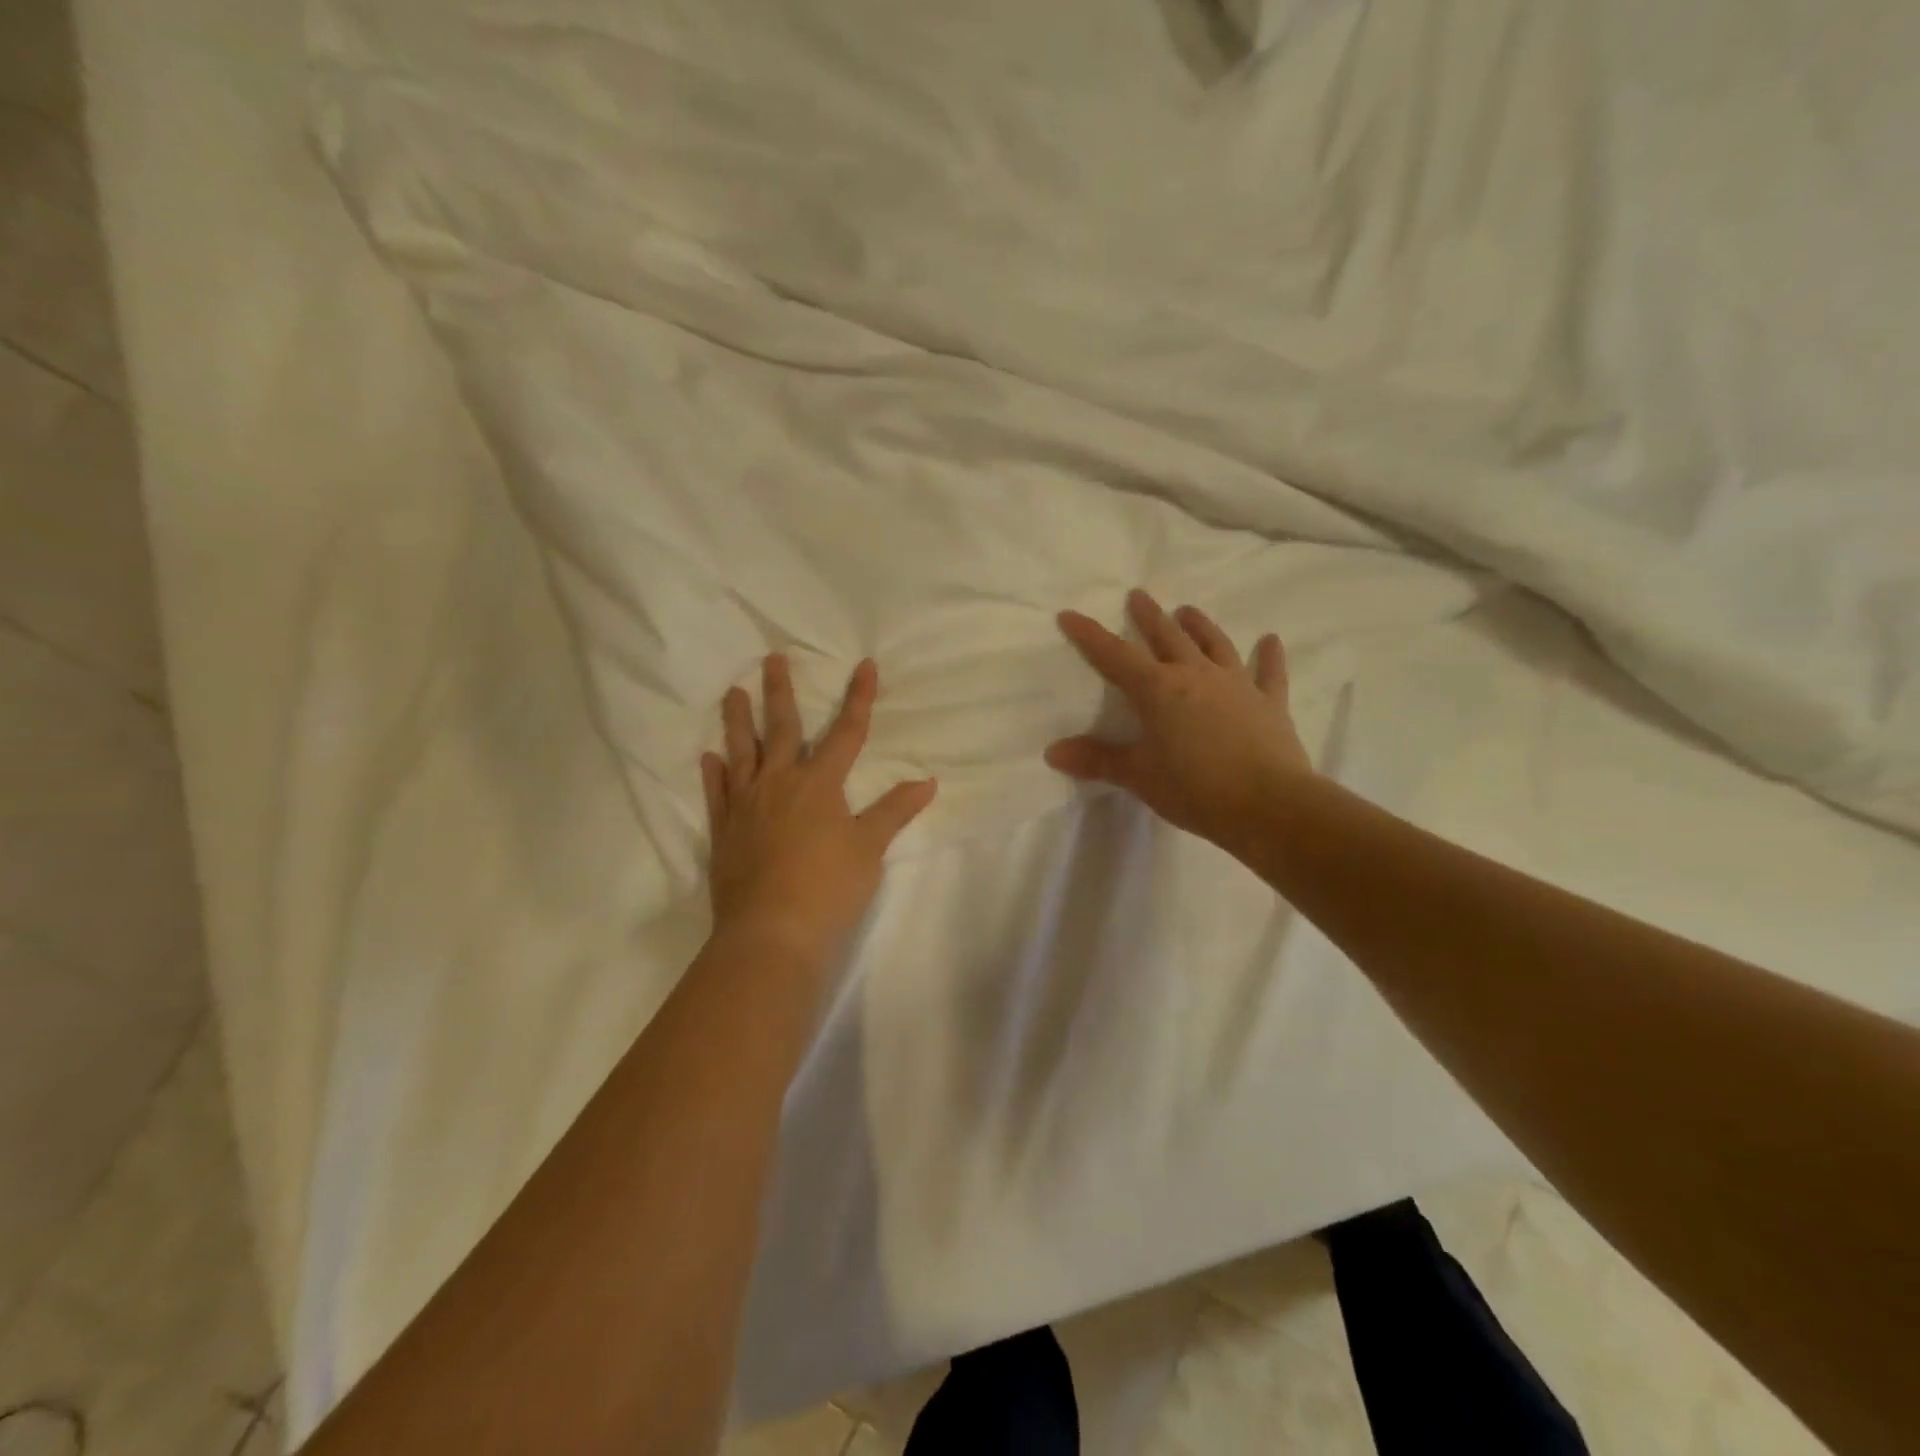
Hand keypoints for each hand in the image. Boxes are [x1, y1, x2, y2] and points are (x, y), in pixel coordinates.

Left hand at [702, 655, 936, 974]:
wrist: (771, 933)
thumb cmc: (829, 888)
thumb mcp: (869, 848)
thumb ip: (894, 811)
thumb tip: (927, 782)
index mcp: (819, 784)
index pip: (846, 732)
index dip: (859, 698)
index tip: (865, 665)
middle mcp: (779, 784)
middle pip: (782, 729)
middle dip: (781, 692)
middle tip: (772, 658)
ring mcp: (746, 806)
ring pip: (741, 753)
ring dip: (737, 721)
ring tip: (733, 692)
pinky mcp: (725, 833)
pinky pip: (717, 794)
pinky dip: (713, 774)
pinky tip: (709, 757)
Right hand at [1047, 590, 1312, 852]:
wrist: (1268, 805)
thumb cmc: (1194, 789)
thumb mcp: (1139, 776)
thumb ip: (1097, 760)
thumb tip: (1052, 752)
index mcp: (1158, 690)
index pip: (1114, 656)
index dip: (1090, 636)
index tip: (1070, 614)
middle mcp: (1196, 676)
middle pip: (1167, 637)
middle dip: (1149, 616)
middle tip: (1138, 595)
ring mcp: (1236, 685)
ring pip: (1215, 645)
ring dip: (1200, 625)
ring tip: (1188, 610)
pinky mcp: (1269, 703)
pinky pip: (1270, 673)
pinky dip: (1270, 656)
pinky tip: (1271, 640)